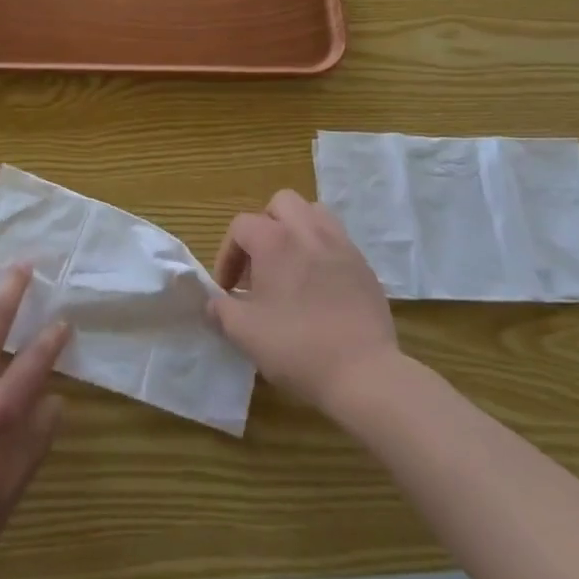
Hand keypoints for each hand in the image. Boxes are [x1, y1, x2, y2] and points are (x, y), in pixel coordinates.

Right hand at [208, 190, 400, 416]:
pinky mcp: (363, 264)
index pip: (241, 226)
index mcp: (274, 240)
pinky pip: (336, 239)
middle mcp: (307, 230)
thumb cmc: (297, 347)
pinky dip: (322, 250)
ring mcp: (340, 244)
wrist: (365, 373)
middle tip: (260, 264)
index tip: (228, 288)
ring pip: (313, 213)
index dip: (227, 254)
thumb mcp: (245, 333)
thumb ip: (221, 311)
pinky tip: (319, 285)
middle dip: (264, 226)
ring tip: (290, 265)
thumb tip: (213, 303)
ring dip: (296, 230)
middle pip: (281, 204)